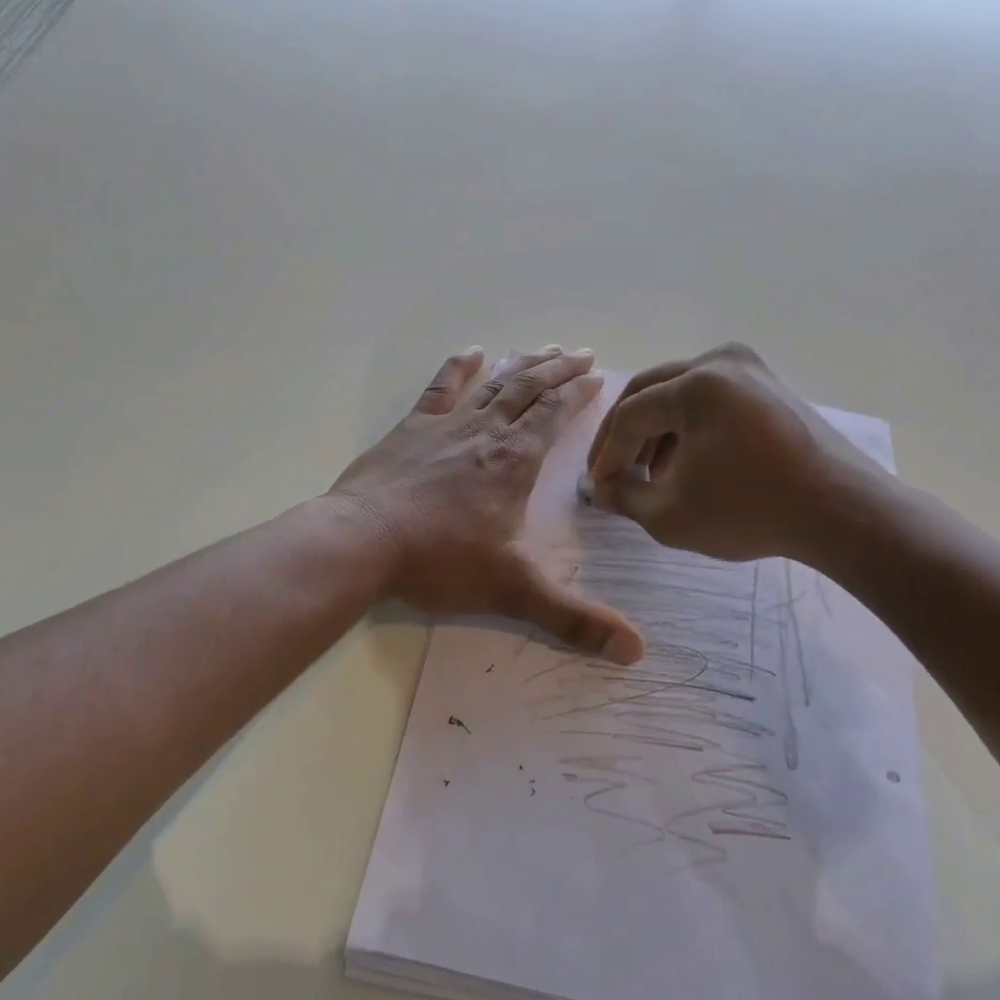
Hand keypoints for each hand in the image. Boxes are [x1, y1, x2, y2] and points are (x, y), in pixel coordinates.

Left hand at [329, 347, 644, 663]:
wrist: (362, 541)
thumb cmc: (440, 561)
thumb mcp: (513, 591)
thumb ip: (574, 619)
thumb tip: (637, 651)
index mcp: (514, 461)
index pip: (554, 415)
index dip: (577, 394)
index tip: (597, 376)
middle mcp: (485, 433)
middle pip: (528, 390)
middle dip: (558, 370)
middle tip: (581, 353)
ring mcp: (445, 426)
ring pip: (493, 384)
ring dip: (521, 365)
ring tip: (544, 348)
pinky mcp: (410, 429)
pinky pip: (440, 389)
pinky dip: (459, 368)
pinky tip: (472, 352)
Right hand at [585, 343, 895, 564]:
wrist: (842, 512)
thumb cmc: (750, 511)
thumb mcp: (670, 514)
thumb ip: (623, 497)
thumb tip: (600, 489)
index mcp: (696, 384)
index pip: (630, 415)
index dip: (606, 454)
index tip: (598, 488)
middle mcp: (722, 361)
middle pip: (650, 391)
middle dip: (624, 434)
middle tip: (611, 471)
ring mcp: (751, 369)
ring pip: (680, 393)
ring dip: (655, 431)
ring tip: (647, 474)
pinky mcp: (769, 386)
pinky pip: (711, 398)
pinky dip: (688, 426)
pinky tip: (684, 464)